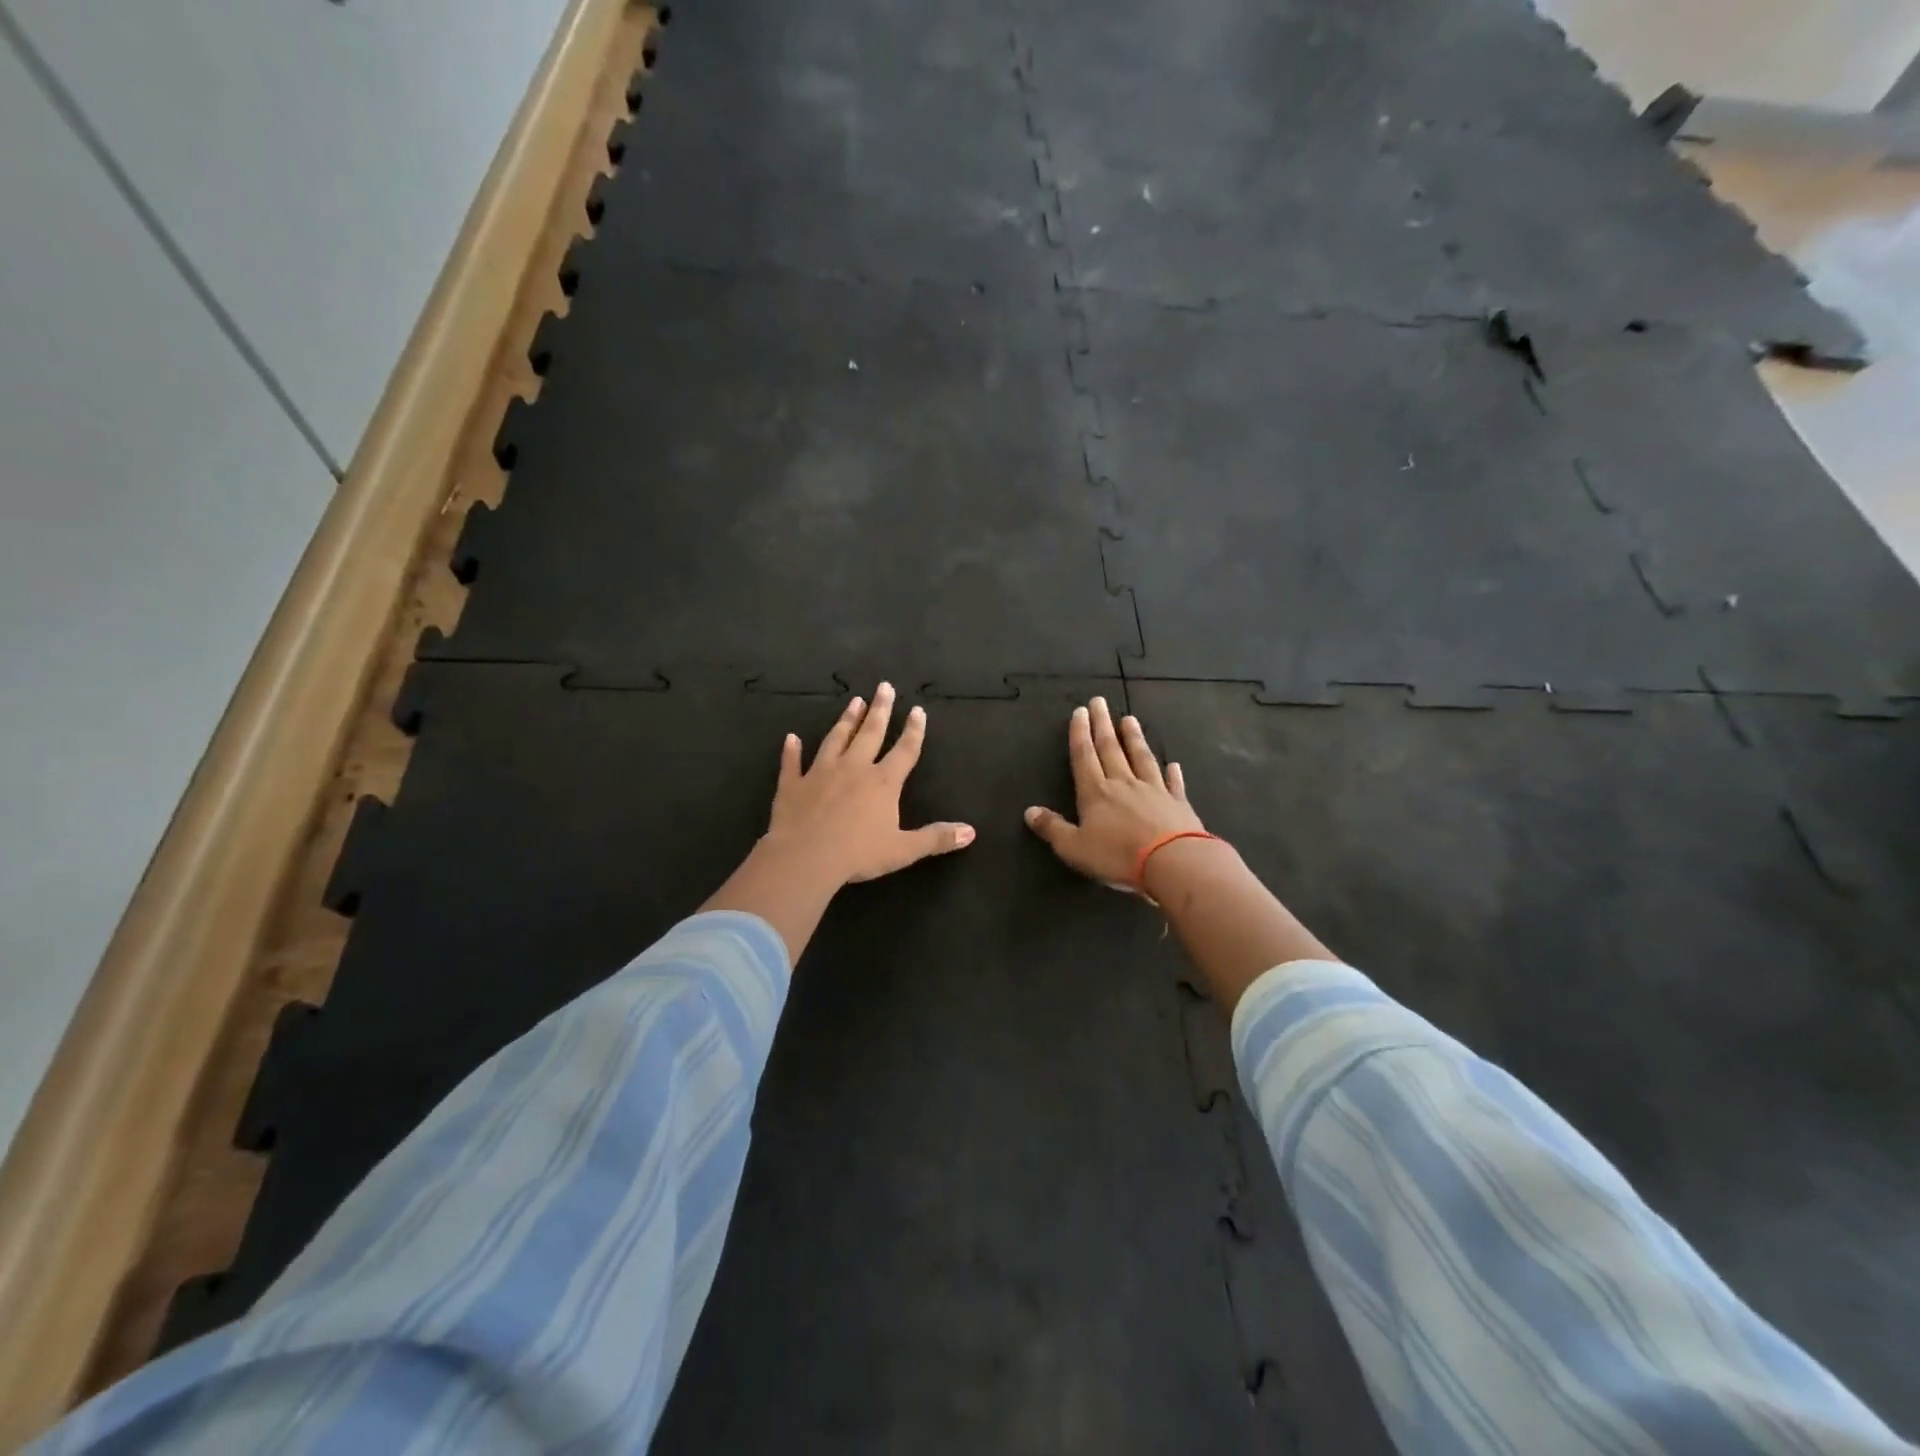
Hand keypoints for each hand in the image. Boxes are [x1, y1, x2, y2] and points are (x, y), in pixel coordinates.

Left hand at [765, 682, 974, 886]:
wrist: (805, 857)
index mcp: (883, 782)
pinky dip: (792, 750)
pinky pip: (792, 763)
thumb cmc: (858, 853)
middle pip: (870, 733)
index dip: (913, 730)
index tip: (917, 710)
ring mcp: (821, 773)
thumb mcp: (904, 850)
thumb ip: (936, 838)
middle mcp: (854, 768)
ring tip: (853, 701)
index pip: (904, 750)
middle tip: (884, 686)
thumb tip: (970, 832)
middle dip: (880, 709)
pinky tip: (791, 738)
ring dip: (846, 720)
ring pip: (836, 739)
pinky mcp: (793, 784)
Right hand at [1025, 696, 1204, 890]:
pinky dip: (1172, 773)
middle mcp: (1123, 784)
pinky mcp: (1178, 804)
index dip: (1080, 734)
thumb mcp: (1074, 848)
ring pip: (1141, 758)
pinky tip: (1173, 764)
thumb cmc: (1118, 855)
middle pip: (1111, 749)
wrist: (1172, 862)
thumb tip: (1029, 811)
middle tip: (1100, 702)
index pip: (1084, 757)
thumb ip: (1052, 828)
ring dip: (1134, 738)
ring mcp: (1154, 791)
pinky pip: (1173, 784)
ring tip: (1130, 719)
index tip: (1080, 712)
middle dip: (1103, 725)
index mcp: (1095, 793)